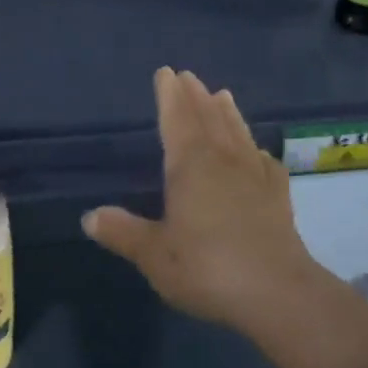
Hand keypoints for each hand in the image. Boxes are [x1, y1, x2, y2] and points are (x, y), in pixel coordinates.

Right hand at [83, 67, 327, 332]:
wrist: (278, 294)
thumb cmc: (207, 267)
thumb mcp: (154, 254)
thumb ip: (123, 233)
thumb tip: (90, 217)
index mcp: (190, 166)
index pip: (176, 120)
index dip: (169, 96)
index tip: (166, 73)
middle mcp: (223, 162)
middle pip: (208, 120)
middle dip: (196, 97)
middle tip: (189, 76)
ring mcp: (255, 178)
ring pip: (238, 134)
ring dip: (228, 114)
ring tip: (223, 95)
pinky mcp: (278, 199)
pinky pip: (265, 163)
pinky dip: (257, 151)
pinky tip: (258, 153)